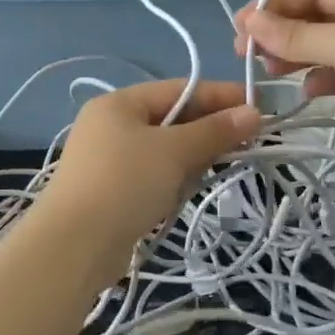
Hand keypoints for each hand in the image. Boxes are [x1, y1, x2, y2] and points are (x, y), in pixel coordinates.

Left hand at [37, 79, 261, 283]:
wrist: (74, 245)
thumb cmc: (125, 183)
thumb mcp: (174, 151)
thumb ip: (214, 131)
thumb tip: (254, 113)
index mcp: (120, 103)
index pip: (179, 89)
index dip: (221, 96)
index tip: (260, 106)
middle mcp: (110, 125)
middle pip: (172, 119)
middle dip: (208, 130)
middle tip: (249, 141)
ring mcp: (108, 160)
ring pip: (164, 150)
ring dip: (192, 158)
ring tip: (219, 167)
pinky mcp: (111, 191)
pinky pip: (153, 175)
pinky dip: (173, 179)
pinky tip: (187, 192)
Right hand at [234, 0, 334, 186]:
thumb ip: (296, 34)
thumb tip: (249, 20)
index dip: (277, 4)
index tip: (242, 25)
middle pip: (316, 18)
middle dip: (280, 31)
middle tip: (245, 52)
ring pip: (322, 48)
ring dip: (293, 56)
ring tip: (269, 72)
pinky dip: (316, 81)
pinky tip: (306, 93)